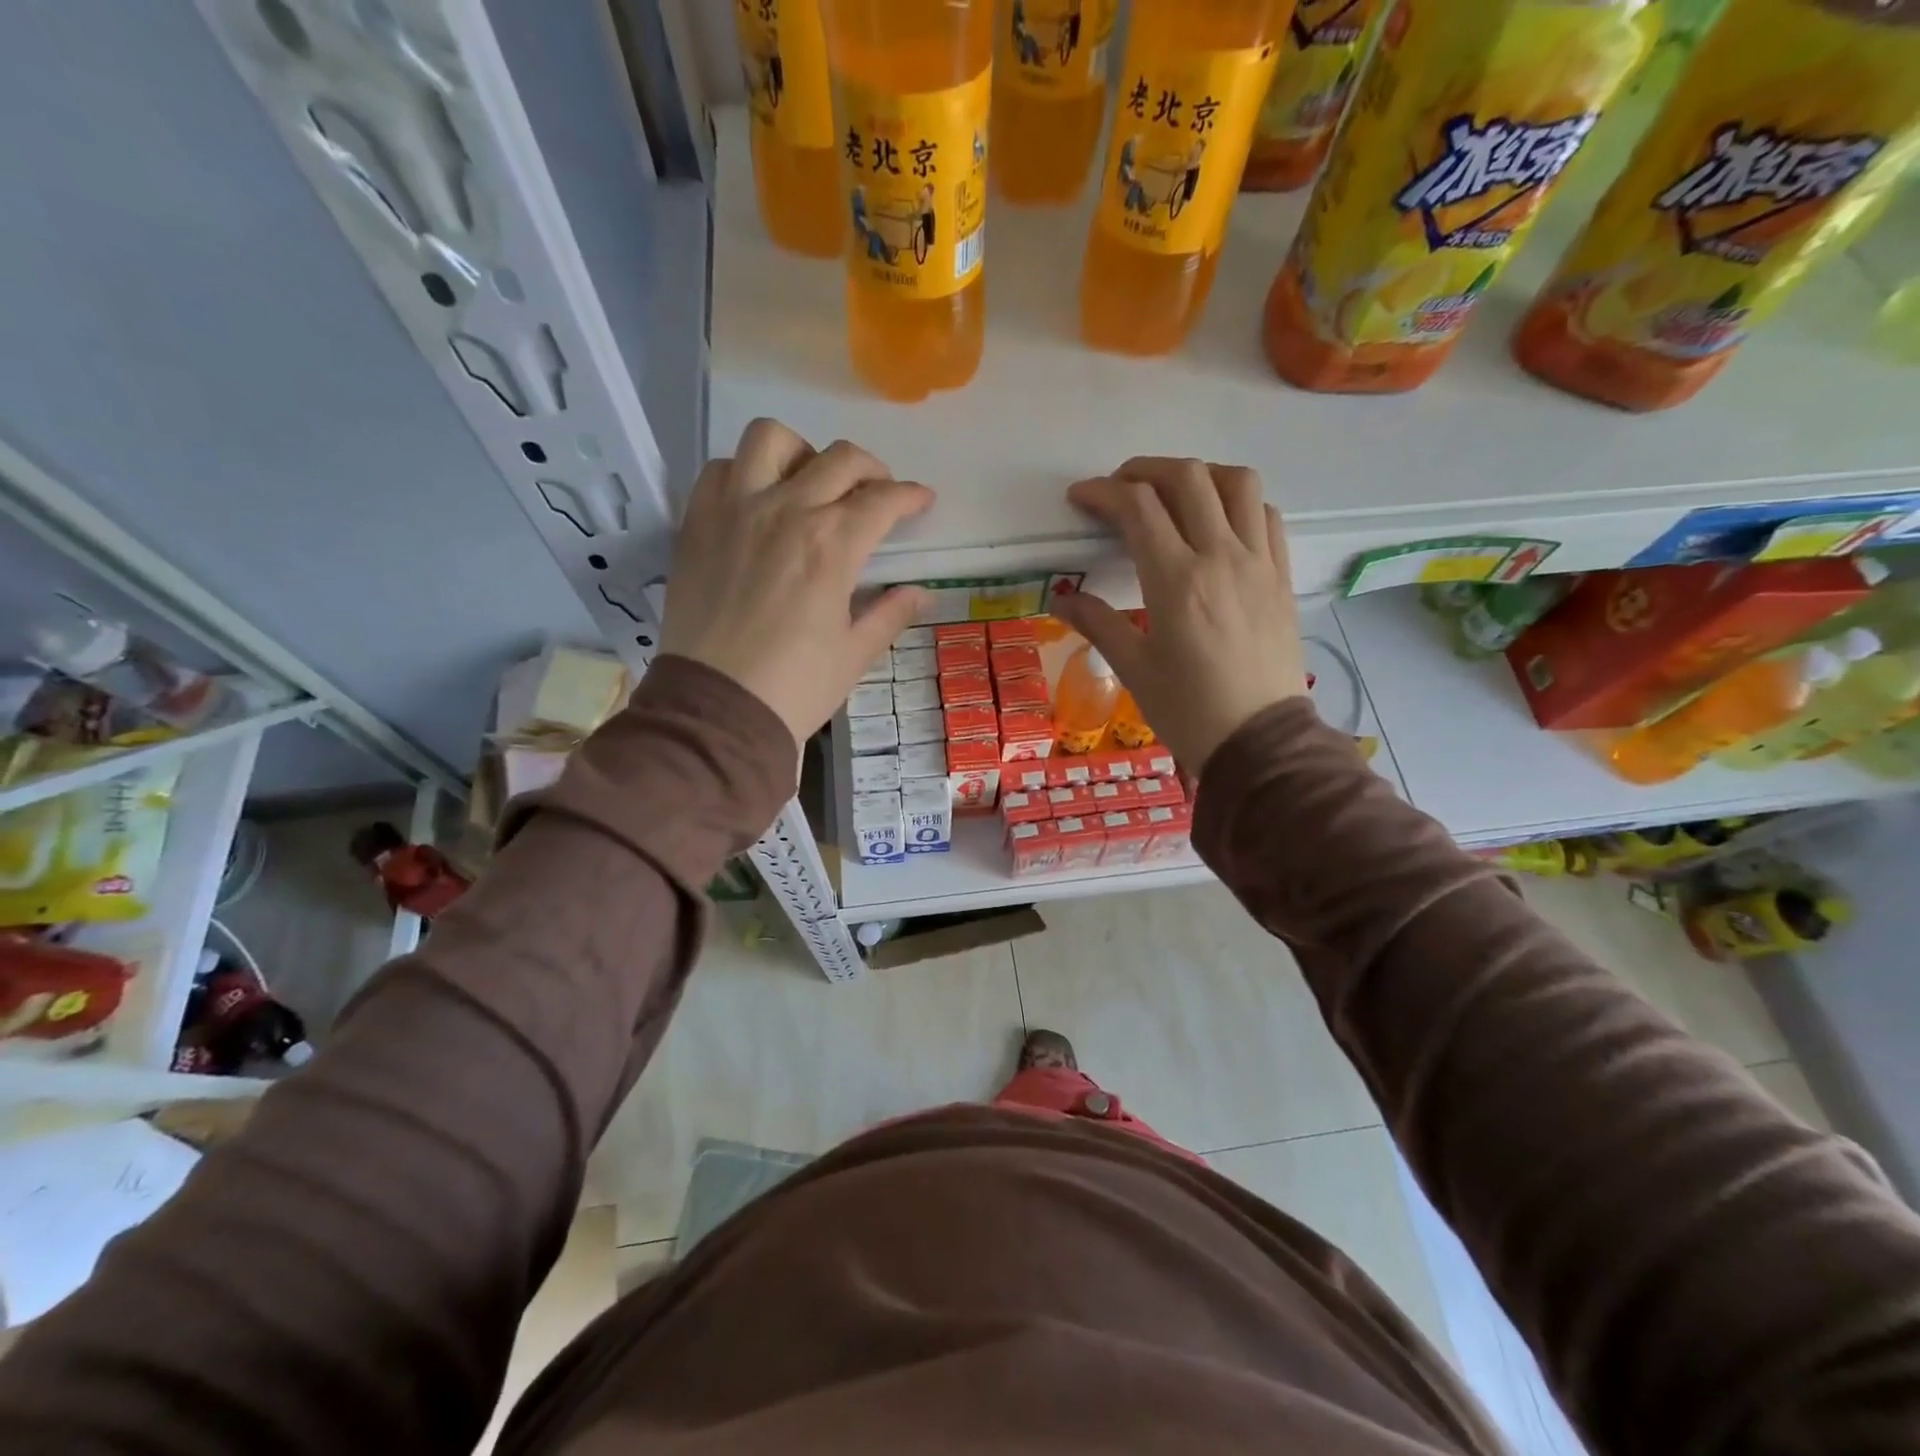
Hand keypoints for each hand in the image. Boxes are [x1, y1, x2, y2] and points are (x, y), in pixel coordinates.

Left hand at [661, 419, 931, 742]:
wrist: (718, 709)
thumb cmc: (796, 686)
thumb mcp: (855, 654)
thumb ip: (890, 614)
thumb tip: (921, 593)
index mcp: (834, 544)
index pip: (883, 500)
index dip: (911, 497)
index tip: (921, 501)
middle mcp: (787, 510)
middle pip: (840, 459)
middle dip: (872, 470)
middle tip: (877, 494)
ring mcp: (736, 510)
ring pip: (772, 439)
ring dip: (803, 453)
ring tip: (810, 482)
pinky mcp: (698, 522)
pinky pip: (722, 468)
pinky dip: (746, 472)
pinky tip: (757, 501)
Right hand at [1051, 457, 1307, 772]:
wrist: (1261, 742)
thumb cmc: (1189, 710)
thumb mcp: (1134, 669)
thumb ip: (1097, 623)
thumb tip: (1063, 598)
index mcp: (1176, 580)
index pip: (1138, 507)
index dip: (1103, 492)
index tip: (1081, 498)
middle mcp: (1221, 557)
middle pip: (1187, 478)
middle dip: (1145, 471)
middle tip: (1120, 488)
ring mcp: (1259, 562)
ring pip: (1237, 482)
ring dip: (1199, 474)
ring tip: (1174, 493)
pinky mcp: (1282, 575)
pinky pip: (1267, 514)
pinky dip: (1239, 502)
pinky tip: (1219, 521)